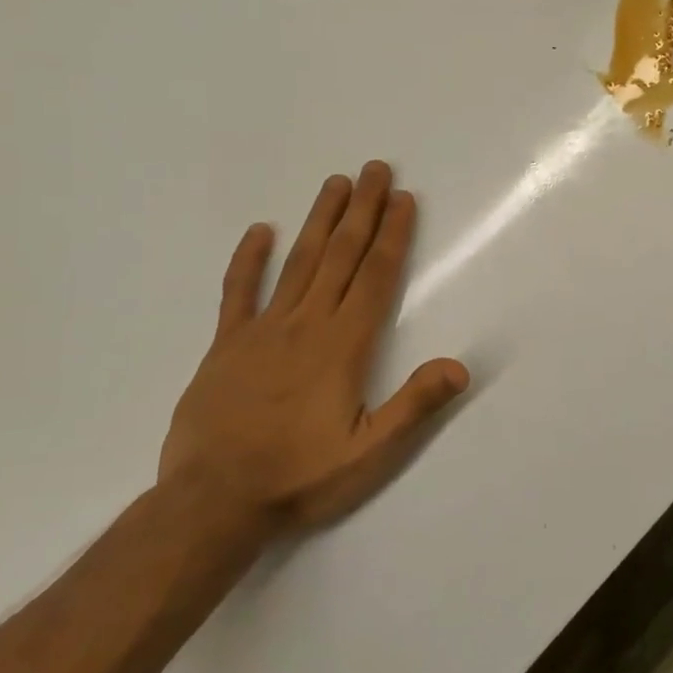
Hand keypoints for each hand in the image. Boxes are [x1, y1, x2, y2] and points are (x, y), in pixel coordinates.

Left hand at [160, 161, 468, 533]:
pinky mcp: (226, 346)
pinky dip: (249, 260)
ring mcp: (262, 331)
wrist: (211, 503)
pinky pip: (238, 292)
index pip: (376, 276)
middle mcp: (307, 324)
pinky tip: (260, 231)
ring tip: (336, 183)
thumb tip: (460, 366)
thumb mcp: (370, 453)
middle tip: (376, 169)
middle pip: (342, 255)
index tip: (403, 199)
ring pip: (299, 262)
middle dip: (363, 210)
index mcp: (344, 345)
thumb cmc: (299, 477)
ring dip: (321, 220)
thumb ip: (414, 405)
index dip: (393, 234)